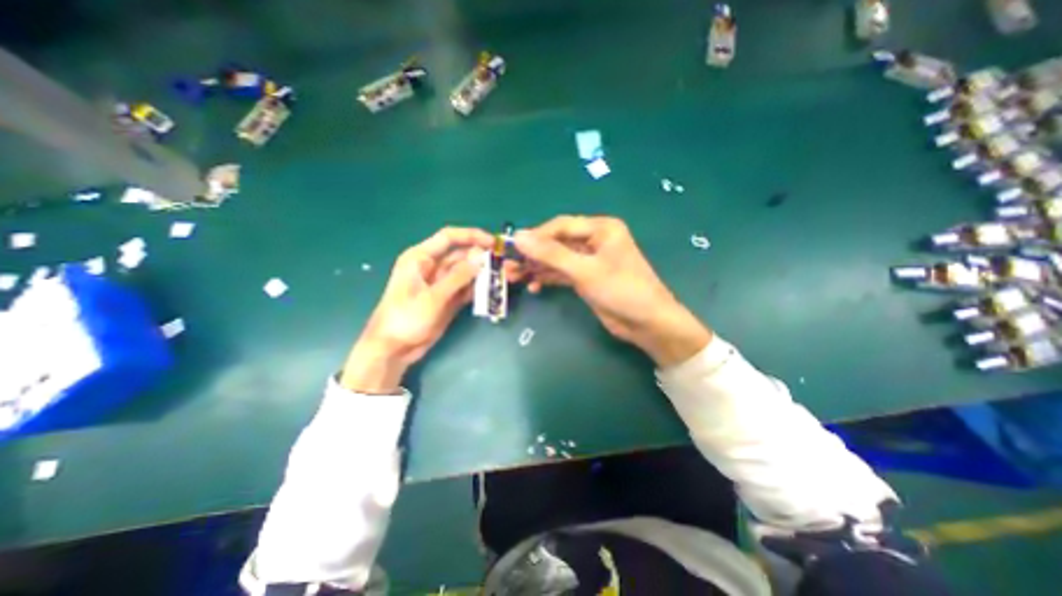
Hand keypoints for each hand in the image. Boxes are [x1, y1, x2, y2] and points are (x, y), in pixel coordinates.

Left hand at [339, 226, 493, 391]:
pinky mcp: (449, 299)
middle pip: (462, 255)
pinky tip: (495, 289)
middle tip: (507, 264)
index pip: (449, 238)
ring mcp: (443, 284)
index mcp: (421, 258)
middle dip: (484, 258)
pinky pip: (468, 288)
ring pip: (468, 272)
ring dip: (485, 274)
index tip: (493, 243)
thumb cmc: (405, 319)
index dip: (472, 236)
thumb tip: (481, 257)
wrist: (394, 349)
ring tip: (507, 276)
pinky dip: (480, 288)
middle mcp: (433, 267)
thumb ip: (457, 277)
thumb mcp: (432, 297)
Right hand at [514, 217, 713, 365]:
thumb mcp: (584, 270)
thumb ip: (551, 254)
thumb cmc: (621, 290)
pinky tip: (535, 286)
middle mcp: (594, 240)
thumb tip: (519, 237)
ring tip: (515, 278)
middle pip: (557, 242)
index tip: (513, 247)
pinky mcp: (586, 277)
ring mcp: (590, 260)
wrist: (646, 323)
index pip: (561, 226)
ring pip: (557, 259)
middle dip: (534, 255)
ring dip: (538, 268)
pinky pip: (562, 273)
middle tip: (510, 266)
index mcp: (600, 228)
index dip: (536, 236)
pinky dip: (549, 278)